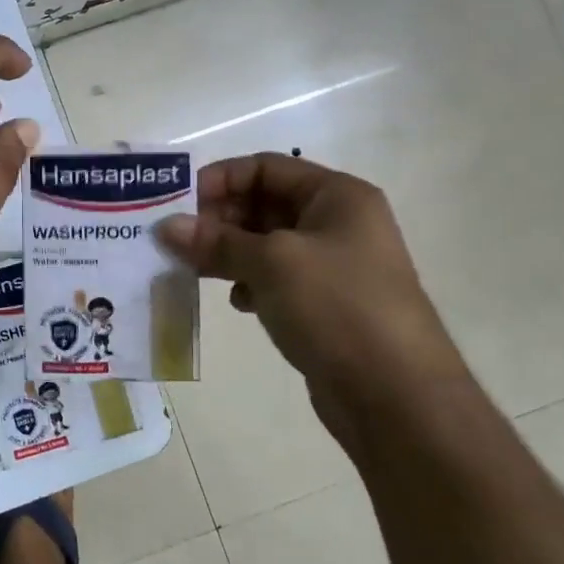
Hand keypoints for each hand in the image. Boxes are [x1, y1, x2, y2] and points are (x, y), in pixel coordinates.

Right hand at [156, 153, 466, 449]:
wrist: (396, 395)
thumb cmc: (337, 307)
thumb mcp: (272, 263)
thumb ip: (216, 241)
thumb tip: (166, 226)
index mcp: (337, 196)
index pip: (266, 167)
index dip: (220, 179)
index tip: (177, 204)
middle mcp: (337, 223)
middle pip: (263, 203)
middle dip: (218, 219)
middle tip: (177, 241)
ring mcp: (332, 266)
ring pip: (264, 244)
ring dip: (226, 252)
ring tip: (192, 270)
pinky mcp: (323, 304)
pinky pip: (274, 279)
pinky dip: (248, 282)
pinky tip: (237, 302)